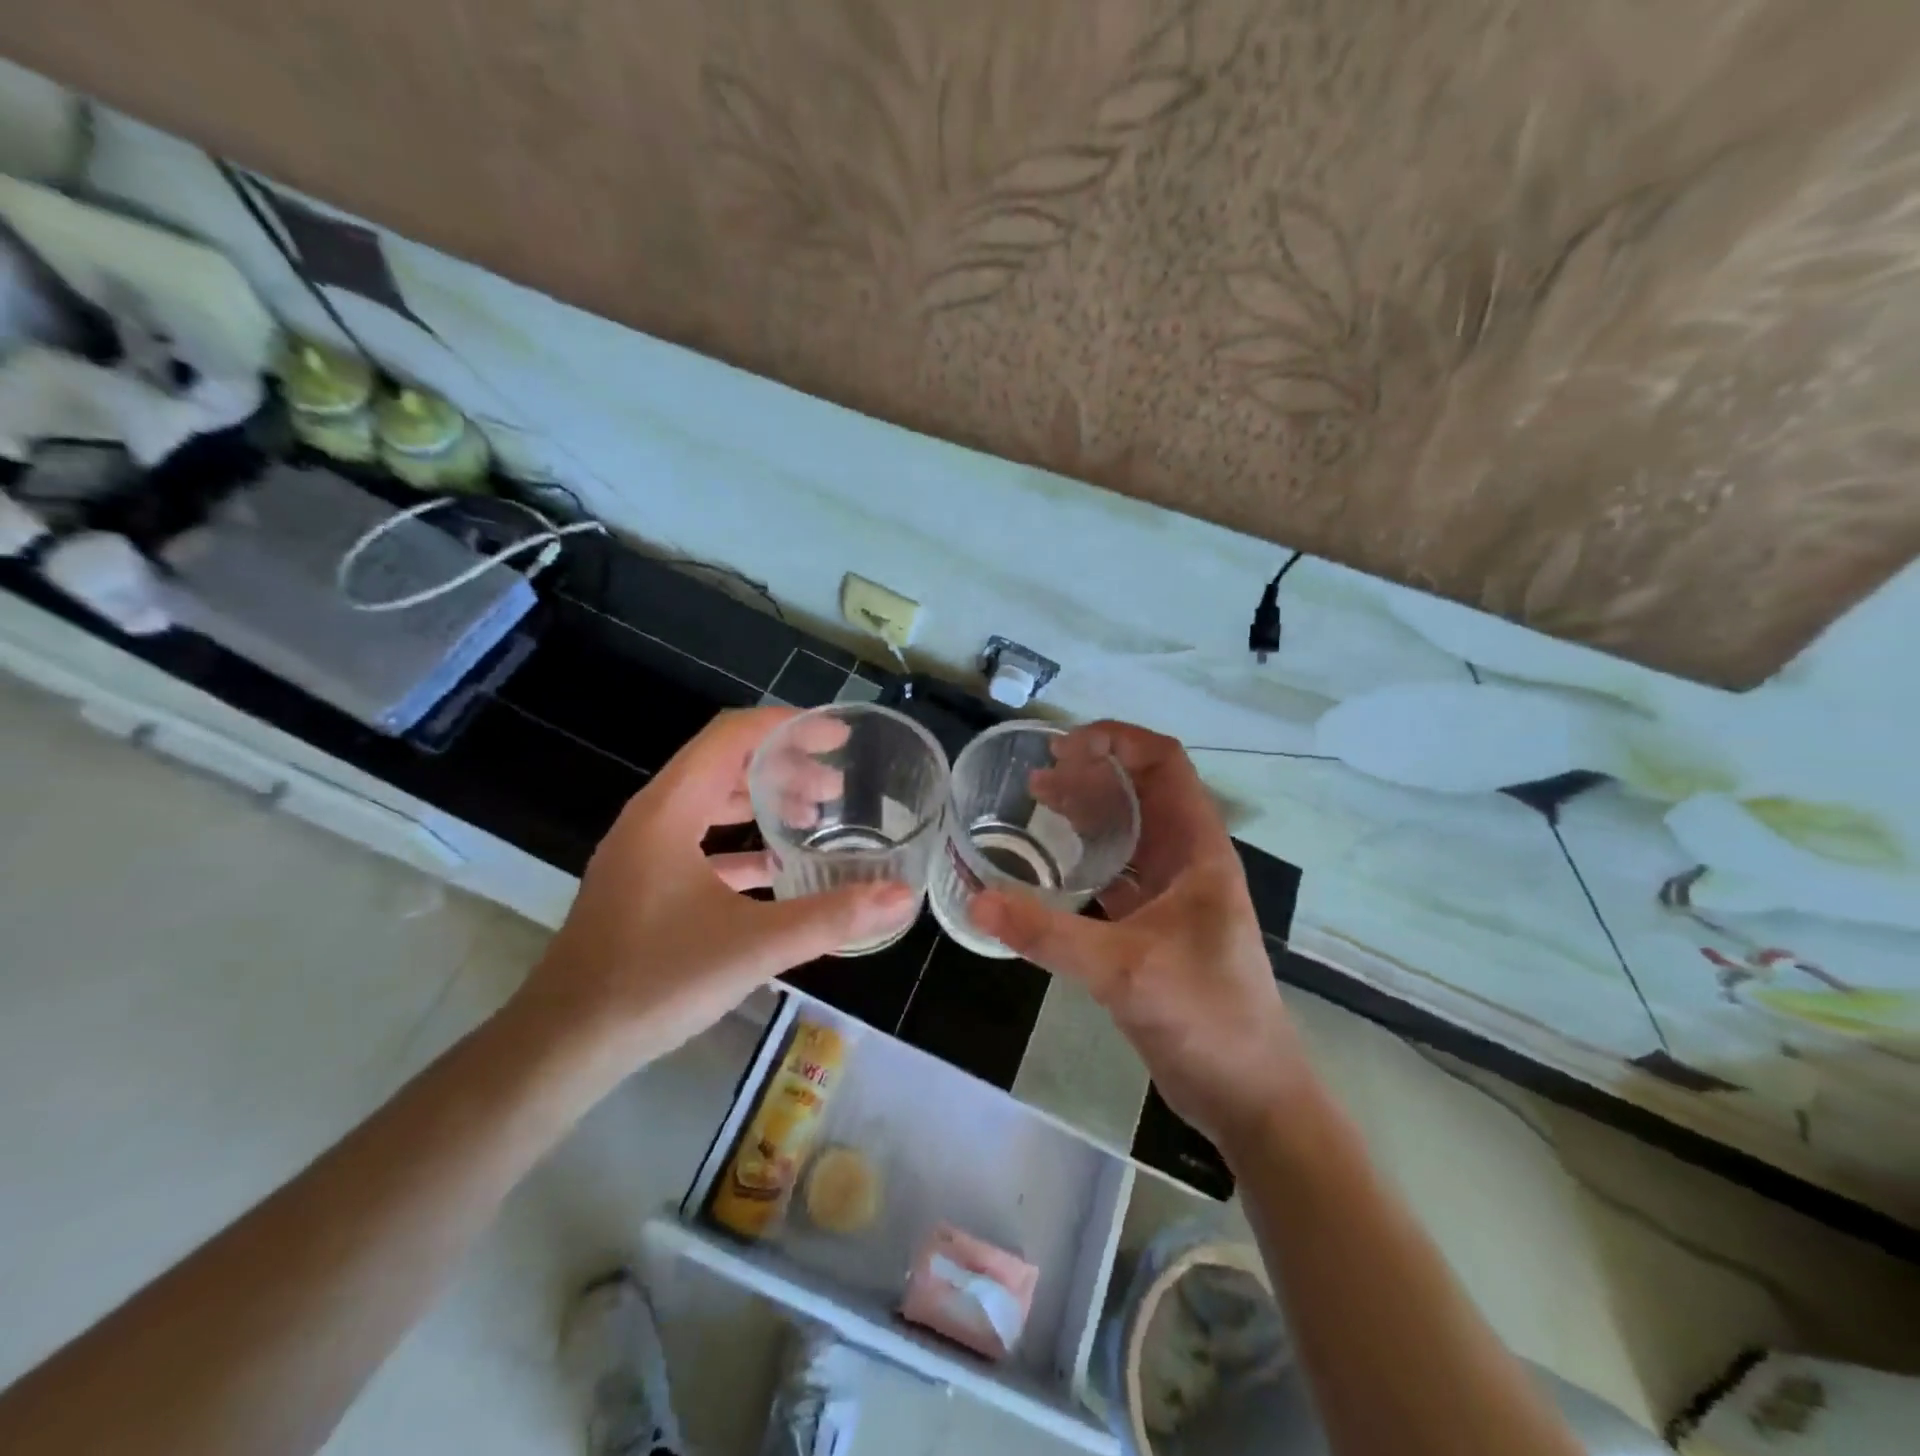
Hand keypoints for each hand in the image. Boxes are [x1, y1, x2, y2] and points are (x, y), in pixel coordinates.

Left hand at [511, 707, 915, 1069]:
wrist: (564, 1045)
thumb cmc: (654, 981)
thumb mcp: (754, 946)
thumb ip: (831, 918)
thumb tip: (901, 897)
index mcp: (669, 811)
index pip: (731, 737)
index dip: (787, 726)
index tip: (837, 737)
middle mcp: (653, 818)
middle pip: (723, 764)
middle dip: (784, 765)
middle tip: (836, 786)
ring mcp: (644, 852)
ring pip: (710, 802)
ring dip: (762, 801)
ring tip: (815, 815)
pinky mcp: (643, 884)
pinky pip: (699, 841)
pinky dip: (741, 841)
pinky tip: (778, 866)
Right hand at [972, 722, 1310, 1157]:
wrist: (1250, 1096)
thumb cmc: (1206, 1017)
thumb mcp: (1124, 970)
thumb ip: (1049, 934)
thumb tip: (977, 900)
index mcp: (1198, 850)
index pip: (1165, 763)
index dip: (1118, 740)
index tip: (1064, 747)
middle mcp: (1188, 861)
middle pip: (1141, 792)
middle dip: (1092, 772)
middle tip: (1037, 775)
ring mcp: (1173, 895)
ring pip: (1129, 832)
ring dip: (1088, 811)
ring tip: (1036, 801)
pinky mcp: (1155, 928)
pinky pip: (1118, 874)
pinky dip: (1086, 857)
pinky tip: (1050, 864)